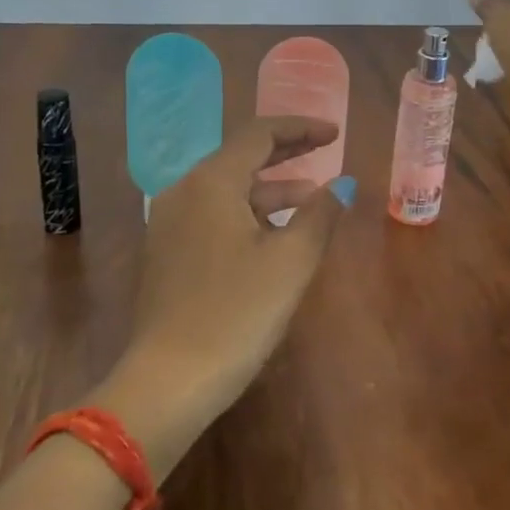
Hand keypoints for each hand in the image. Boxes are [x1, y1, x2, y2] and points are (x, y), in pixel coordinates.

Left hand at [100, 117, 350, 475]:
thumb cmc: (237, 313)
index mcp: (211, 182)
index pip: (259, 135)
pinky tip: (273, 236)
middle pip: (240, 157)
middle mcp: (184, 192)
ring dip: (270, 190)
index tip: (335, 134)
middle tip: (325, 151)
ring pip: (227, 190)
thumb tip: (342, 185)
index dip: (301, 129)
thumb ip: (320, 214)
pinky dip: (248, 214)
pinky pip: (214, 215)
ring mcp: (169, 223)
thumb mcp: (291, 261)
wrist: (169, 380)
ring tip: (311, 201)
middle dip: (286, 154)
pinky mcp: (167, 253)